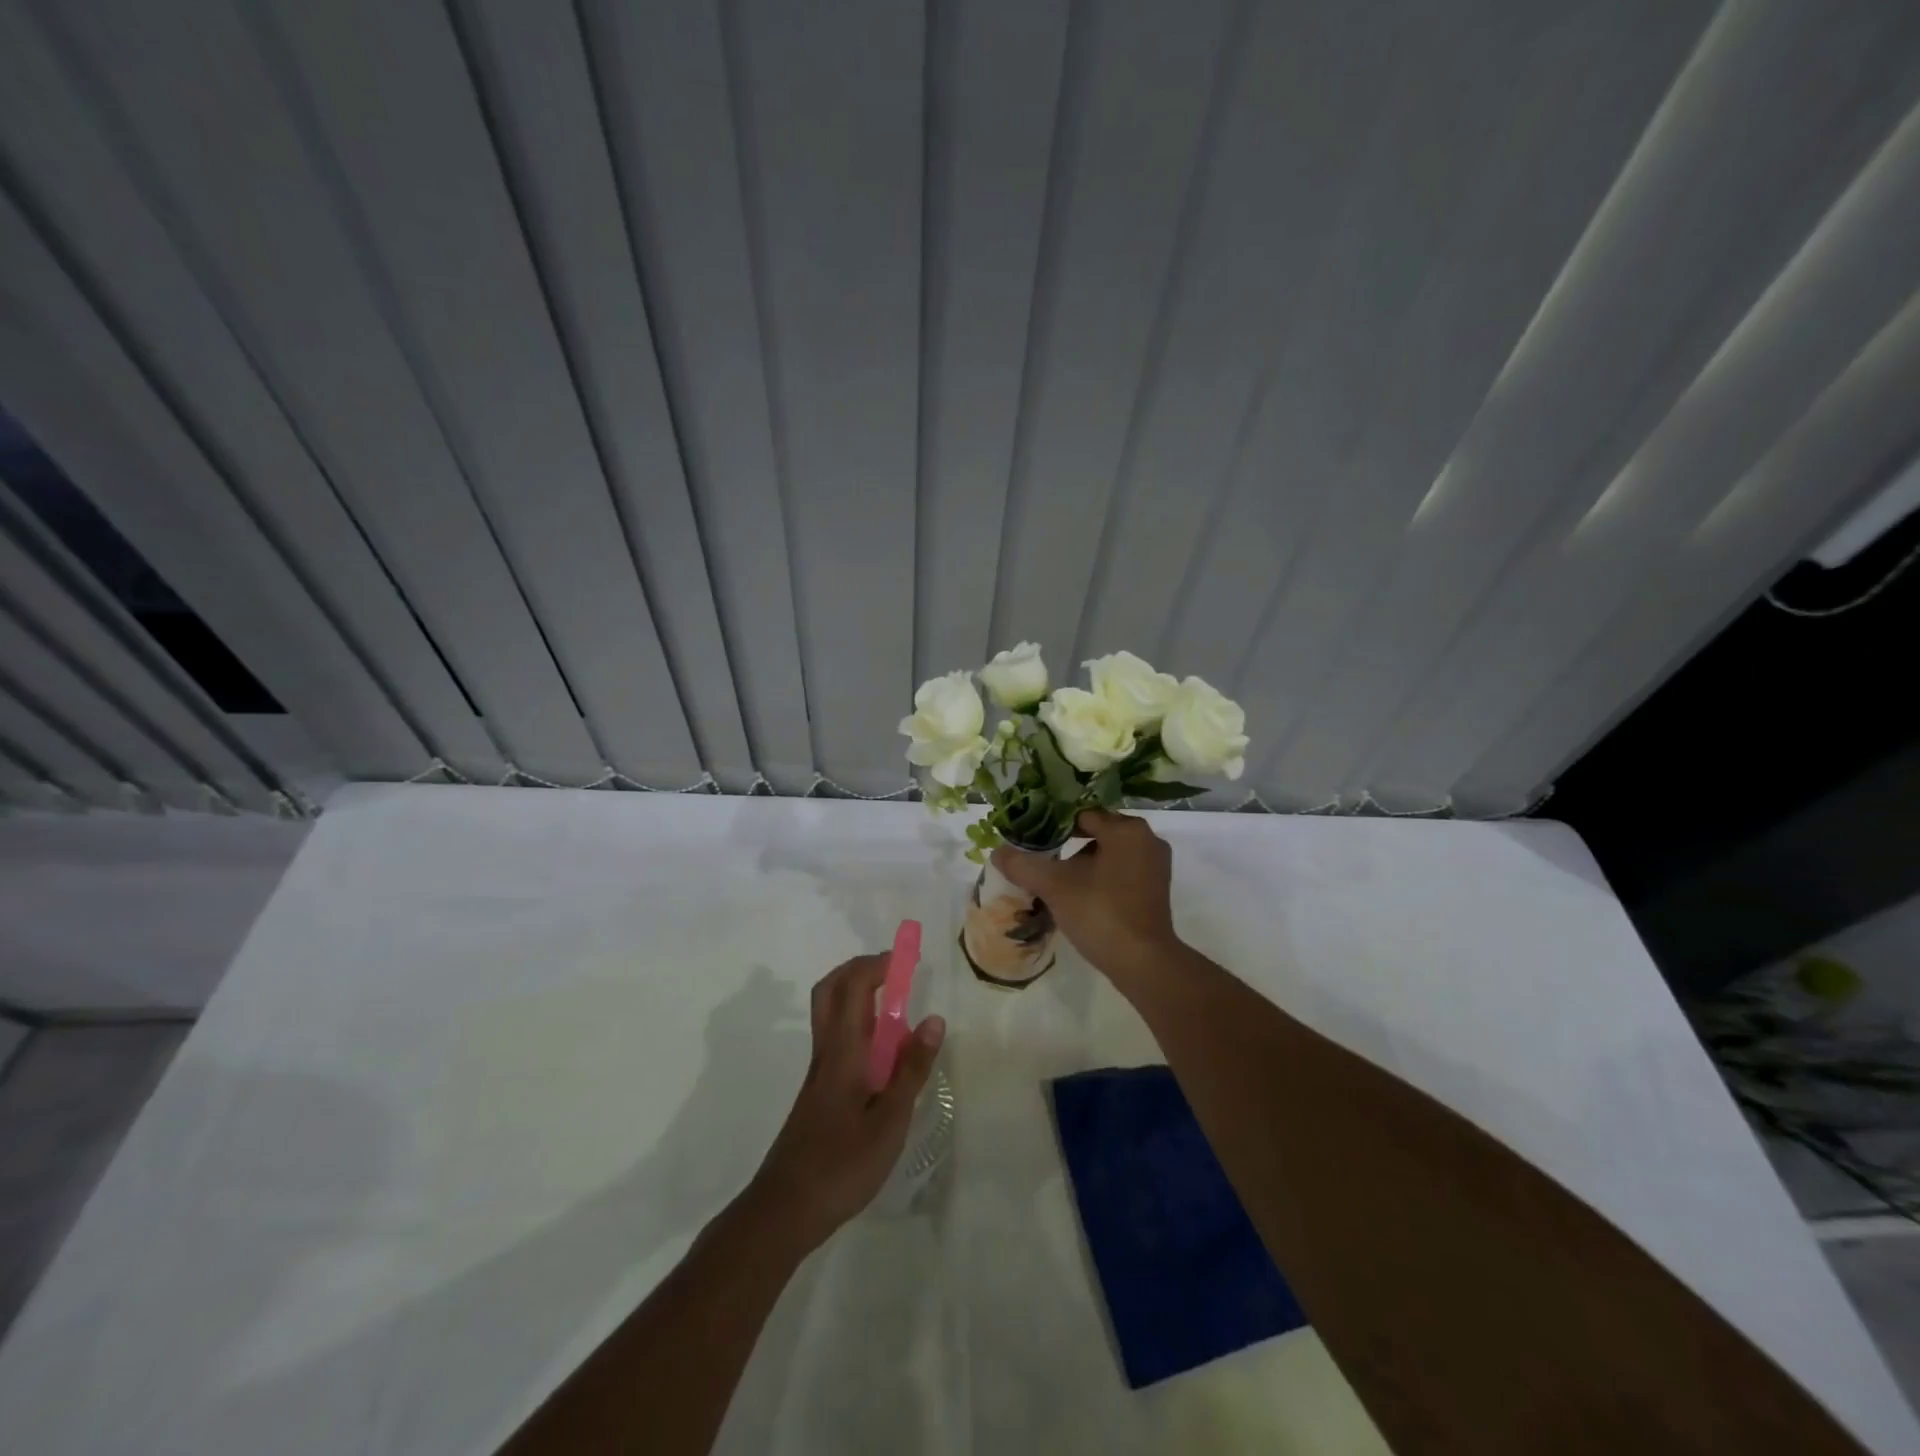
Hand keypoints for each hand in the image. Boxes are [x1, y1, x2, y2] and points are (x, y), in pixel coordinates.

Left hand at [749, 953, 944, 1250]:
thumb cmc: (841, 1165)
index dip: (877, 964)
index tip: (908, 959)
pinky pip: (837, 1038)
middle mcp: (826, 1051)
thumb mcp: (889, 1121)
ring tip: (897, 1008)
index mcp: (843, 1051)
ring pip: (831, 1013)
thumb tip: (934, 1019)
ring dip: (858, 994)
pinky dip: (858, 1025)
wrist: (785, 1209)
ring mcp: (819, 1071)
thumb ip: (911, 1069)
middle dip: (860, 969)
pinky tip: (883, 1053)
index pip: (853, 987)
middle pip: (831, 990)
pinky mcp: (819, 1091)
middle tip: (894, 972)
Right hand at [991, 809, 1180, 984]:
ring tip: (1056, 878)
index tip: (1032, 838)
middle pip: (1097, 832)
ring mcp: (1156, 865)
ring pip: (1109, 853)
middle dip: (1067, 844)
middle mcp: (1147, 839)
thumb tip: (997, 852)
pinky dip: (1101, 876)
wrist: (1142, 962)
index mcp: (1126, 829)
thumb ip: (1023, 865)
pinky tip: (1079, 894)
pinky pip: (1122, 870)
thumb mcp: (1054, 886)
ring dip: (1083, 862)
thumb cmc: (1100, 912)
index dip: (1053, 825)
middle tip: (1040, 856)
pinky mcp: (1157, 889)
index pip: (1081, 814)